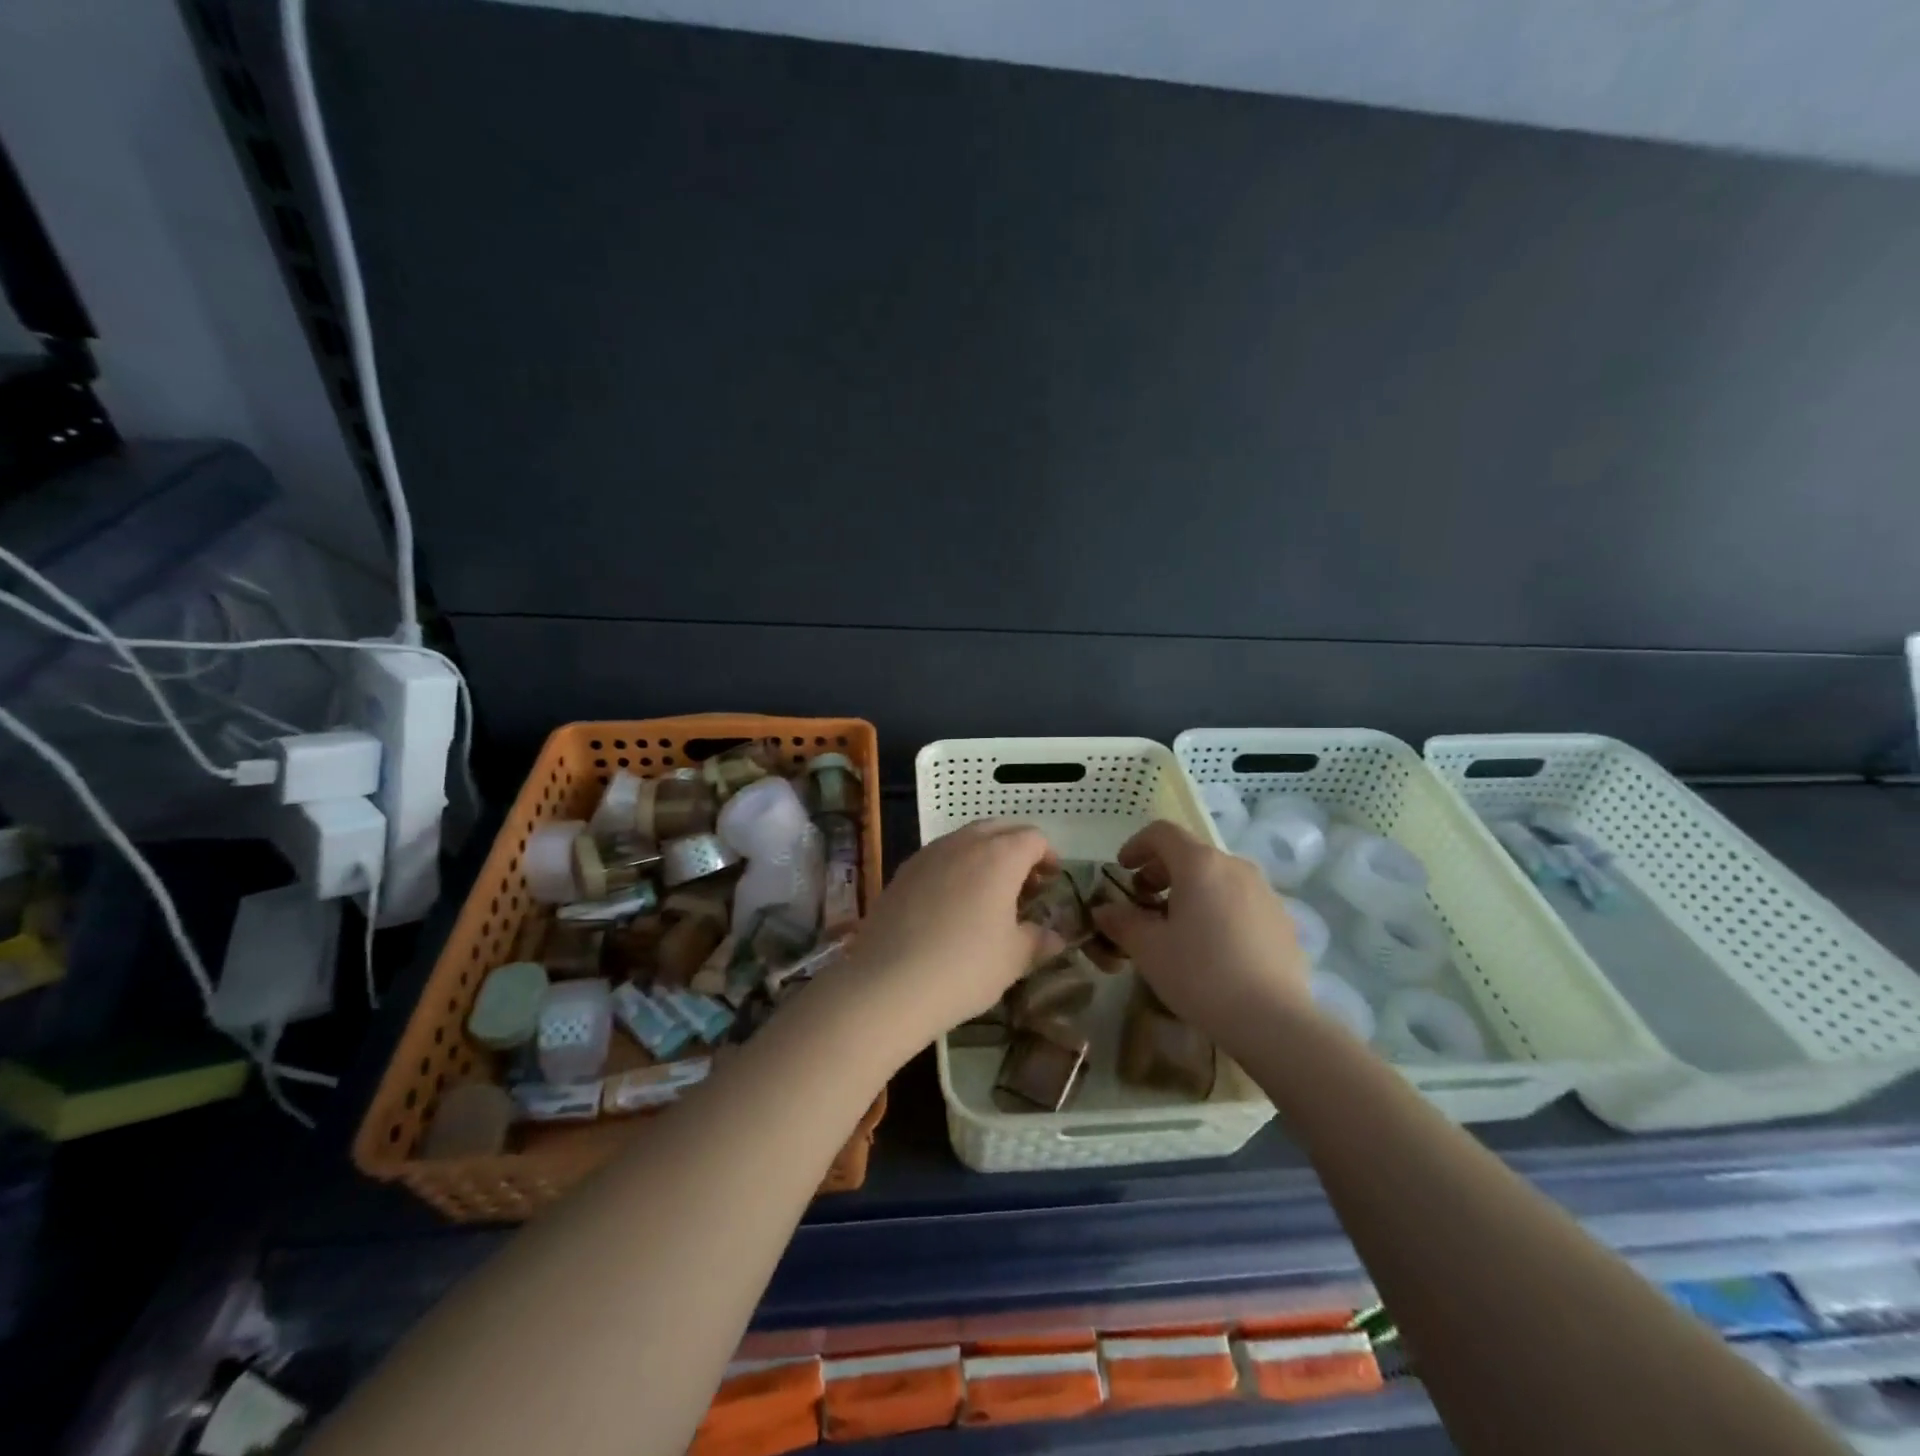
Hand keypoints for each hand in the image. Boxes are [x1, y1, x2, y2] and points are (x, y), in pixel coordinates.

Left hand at [838, 820, 1061, 1054]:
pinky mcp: (902, 872)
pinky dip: (955, 867)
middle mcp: (963, 843)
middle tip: (1025, 883)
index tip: (1051, 881)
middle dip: (1016, 848)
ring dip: (984, 855)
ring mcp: (928, 854)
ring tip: (988, 893)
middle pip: (999, 828)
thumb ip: (1038, 941)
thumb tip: (1055, 937)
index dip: (1048, 856)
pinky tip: (952, 903)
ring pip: (965, 839)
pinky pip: (939, 857)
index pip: (1033, 838)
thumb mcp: (1013, 959)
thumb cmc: (964, 967)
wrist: (888, 983)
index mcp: (999, 856)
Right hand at [1091, 820, 1313, 1059]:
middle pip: (1191, 853)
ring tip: (1177, 926)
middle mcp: (1235, 866)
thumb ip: (1122, 922)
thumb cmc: (1201, 974)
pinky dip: (1218, 908)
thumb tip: (1104, 911)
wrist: (1273, 1021)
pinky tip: (1213, 947)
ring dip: (1191, 890)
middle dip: (1161, 871)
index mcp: (1200, 864)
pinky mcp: (1283, 919)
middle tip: (1144, 901)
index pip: (1162, 833)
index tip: (1122, 870)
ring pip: (1218, 877)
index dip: (1136, 845)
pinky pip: (1241, 901)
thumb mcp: (1149, 950)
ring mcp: (1265, 892)